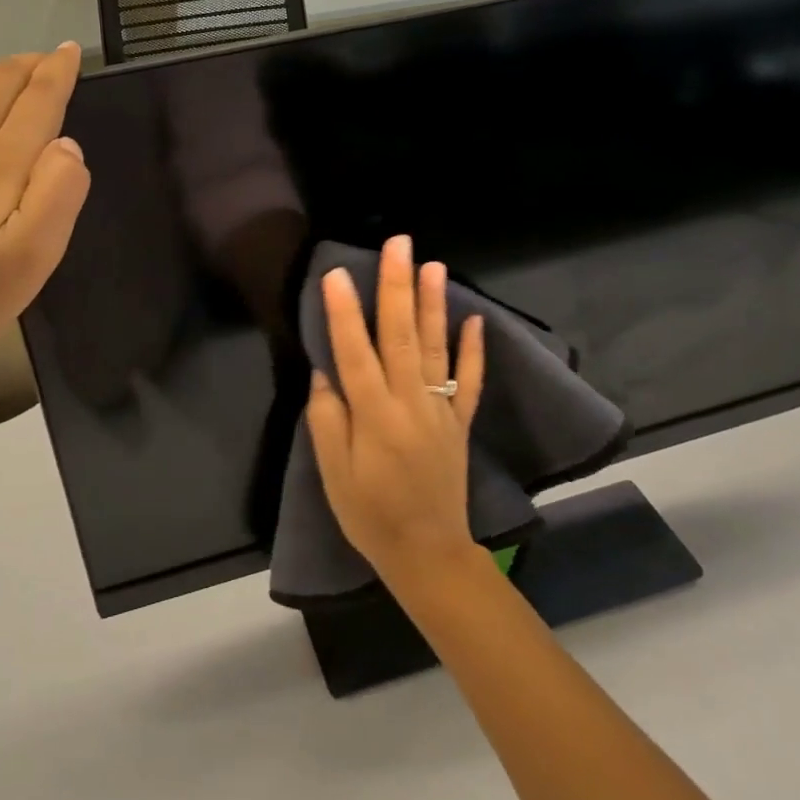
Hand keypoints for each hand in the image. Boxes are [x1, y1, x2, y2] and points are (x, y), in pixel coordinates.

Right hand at [307, 234, 485, 584]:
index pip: (355, 353)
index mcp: (375, 417)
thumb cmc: (370, 515)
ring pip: (436, 348)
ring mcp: (440, 410)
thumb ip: (327, 420)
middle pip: (401, 336)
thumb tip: (324, 372)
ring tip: (432, 265)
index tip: (336, 273)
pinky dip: (473, 349)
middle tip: (397, 245)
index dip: (343, 312)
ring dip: (433, 304)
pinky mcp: (458, 422)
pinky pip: (468, 381)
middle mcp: (410, 403)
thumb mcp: (333, 476)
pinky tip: (475, 319)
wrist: (428, 554)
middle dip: (397, 287)